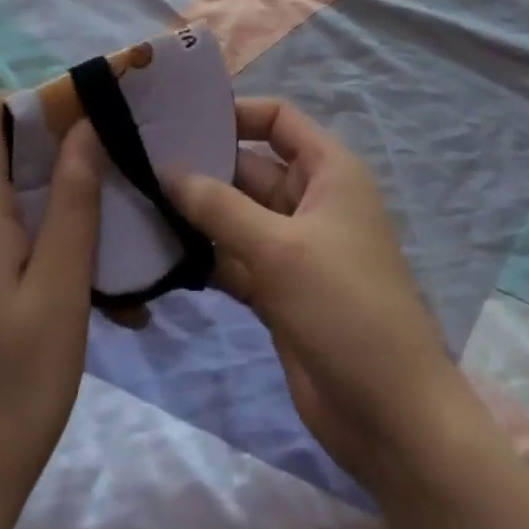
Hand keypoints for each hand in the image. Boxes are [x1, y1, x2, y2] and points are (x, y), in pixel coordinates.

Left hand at [0, 94, 100, 528]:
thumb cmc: (13, 386)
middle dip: (56, 143)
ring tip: (109, 216)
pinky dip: (37, 227)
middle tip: (114, 160)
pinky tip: (80, 266)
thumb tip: (84, 125)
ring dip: (53, 191)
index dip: (36, 100)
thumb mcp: (61, 288)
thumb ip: (74, 199)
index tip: (89, 113)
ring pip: (2, 189)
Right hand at [166, 98, 470, 492]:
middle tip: (141, 163)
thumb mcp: (279, 249)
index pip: (278, 119)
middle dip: (203, 166)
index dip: (235, 113)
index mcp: (328, 170)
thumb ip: (220, 207)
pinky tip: (160, 253)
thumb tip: (168, 170)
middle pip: (250, 167)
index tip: (181, 119)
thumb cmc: (344, 307)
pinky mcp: (279, 290)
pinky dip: (205, 255)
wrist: (390, 415)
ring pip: (238, 215)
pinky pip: (235, 258)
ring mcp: (293, 247)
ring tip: (138, 202)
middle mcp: (310, 199)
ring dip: (197, 213)